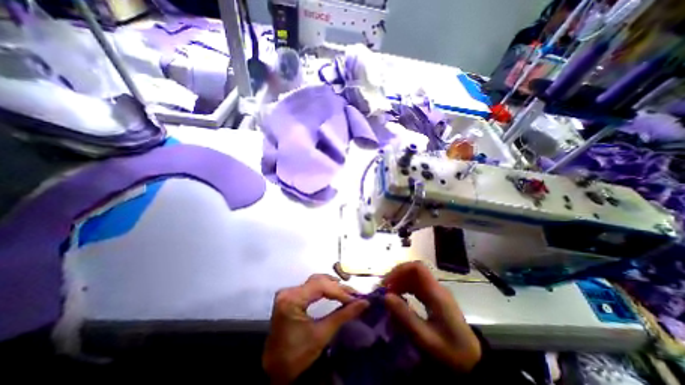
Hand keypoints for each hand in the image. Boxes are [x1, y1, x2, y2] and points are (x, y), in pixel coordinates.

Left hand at [263, 275, 368, 382]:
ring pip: (315, 281)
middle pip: (318, 281)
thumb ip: (343, 315)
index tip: (356, 298)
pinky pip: (310, 286)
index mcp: (292, 299)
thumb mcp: (322, 335)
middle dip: (337, 287)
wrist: (275, 370)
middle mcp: (288, 291)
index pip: (320, 286)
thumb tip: (364, 303)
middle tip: (354, 294)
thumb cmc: (297, 355)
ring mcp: (288, 292)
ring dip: (332, 286)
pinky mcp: (290, 295)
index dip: (340, 291)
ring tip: (347, 293)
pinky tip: (334, 292)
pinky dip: (324, 289)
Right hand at [384, 261, 480, 373]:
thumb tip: (386, 297)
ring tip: (388, 295)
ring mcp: (435, 292)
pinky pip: (415, 286)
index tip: (387, 283)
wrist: (474, 363)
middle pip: (413, 271)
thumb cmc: (451, 352)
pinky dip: (404, 288)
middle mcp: (436, 288)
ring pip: (413, 277)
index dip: (400, 270)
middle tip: (383, 290)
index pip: (417, 268)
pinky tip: (398, 299)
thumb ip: (405, 316)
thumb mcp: (426, 338)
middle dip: (396, 276)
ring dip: (399, 282)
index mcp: (436, 293)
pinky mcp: (433, 298)